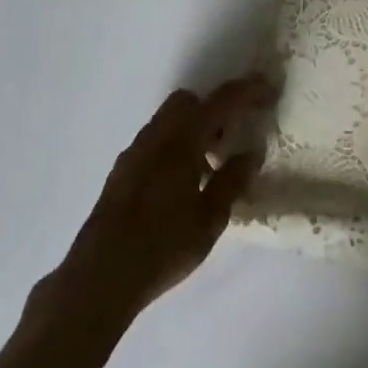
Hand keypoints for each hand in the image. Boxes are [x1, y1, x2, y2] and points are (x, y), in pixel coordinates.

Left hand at [41, 75, 274, 332]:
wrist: (99, 277)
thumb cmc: (162, 247)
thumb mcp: (209, 220)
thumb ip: (232, 181)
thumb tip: (251, 153)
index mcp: (182, 140)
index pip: (221, 101)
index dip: (247, 91)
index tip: (268, 89)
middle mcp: (156, 136)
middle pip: (188, 101)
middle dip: (213, 108)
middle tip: (232, 135)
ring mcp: (134, 151)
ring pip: (169, 120)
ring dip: (192, 129)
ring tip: (210, 166)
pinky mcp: (121, 170)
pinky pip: (155, 141)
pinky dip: (174, 145)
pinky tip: (181, 184)